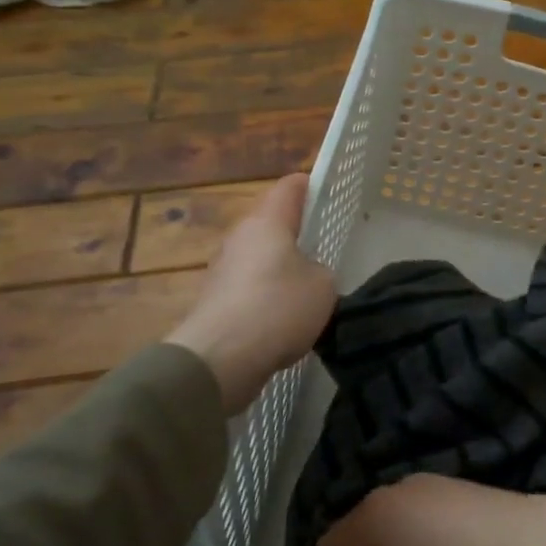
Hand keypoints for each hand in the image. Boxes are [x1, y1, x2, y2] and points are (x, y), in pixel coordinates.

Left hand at [166, 174, 335, 412]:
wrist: (219, 358)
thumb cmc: (278, 308)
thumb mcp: (323, 286)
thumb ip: (321, 271)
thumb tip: (307, 275)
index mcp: (267, 222)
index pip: (289, 187)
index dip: (310, 186)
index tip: (330, 195)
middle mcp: (240, 237)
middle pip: (271, 223)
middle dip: (296, 233)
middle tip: (324, 248)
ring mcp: (223, 269)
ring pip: (259, 257)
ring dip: (280, 268)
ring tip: (308, 290)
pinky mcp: (215, 300)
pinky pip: (249, 288)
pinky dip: (266, 297)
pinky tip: (284, 321)